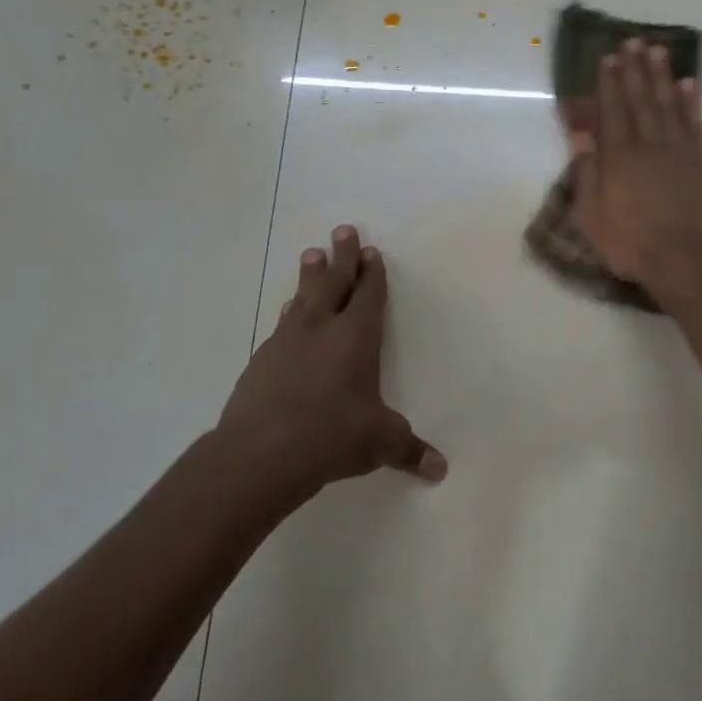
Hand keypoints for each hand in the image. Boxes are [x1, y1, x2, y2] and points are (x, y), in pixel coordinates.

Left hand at [213, 226, 445, 497]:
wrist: (260, 453)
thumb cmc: (332, 436)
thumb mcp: (379, 443)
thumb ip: (410, 449)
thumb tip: (440, 470)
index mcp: (356, 337)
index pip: (368, 296)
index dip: (372, 274)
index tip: (371, 251)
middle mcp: (321, 329)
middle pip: (333, 282)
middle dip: (342, 257)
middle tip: (342, 230)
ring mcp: (286, 342)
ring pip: (302, 298)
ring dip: (309, 276)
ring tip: (310, 254)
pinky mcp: (260, 361)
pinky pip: (281, 325)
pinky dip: (290, 313)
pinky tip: (287, 314)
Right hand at [570, 40, 701, 308]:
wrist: (688, 261)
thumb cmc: (632, 244)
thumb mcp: (592, 216)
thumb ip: (587, 171)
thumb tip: (580, 132)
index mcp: (619, 157)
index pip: (612, 111)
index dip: (609, 83)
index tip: (608, 58)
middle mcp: (649, 145)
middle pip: (641, 100)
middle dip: (635, 70)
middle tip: (633, 41)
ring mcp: (680, 151)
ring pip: (669, 104)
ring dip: (662, 76)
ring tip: (658, 50)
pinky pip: (696, 124)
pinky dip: (692, 102)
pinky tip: (689, 84)